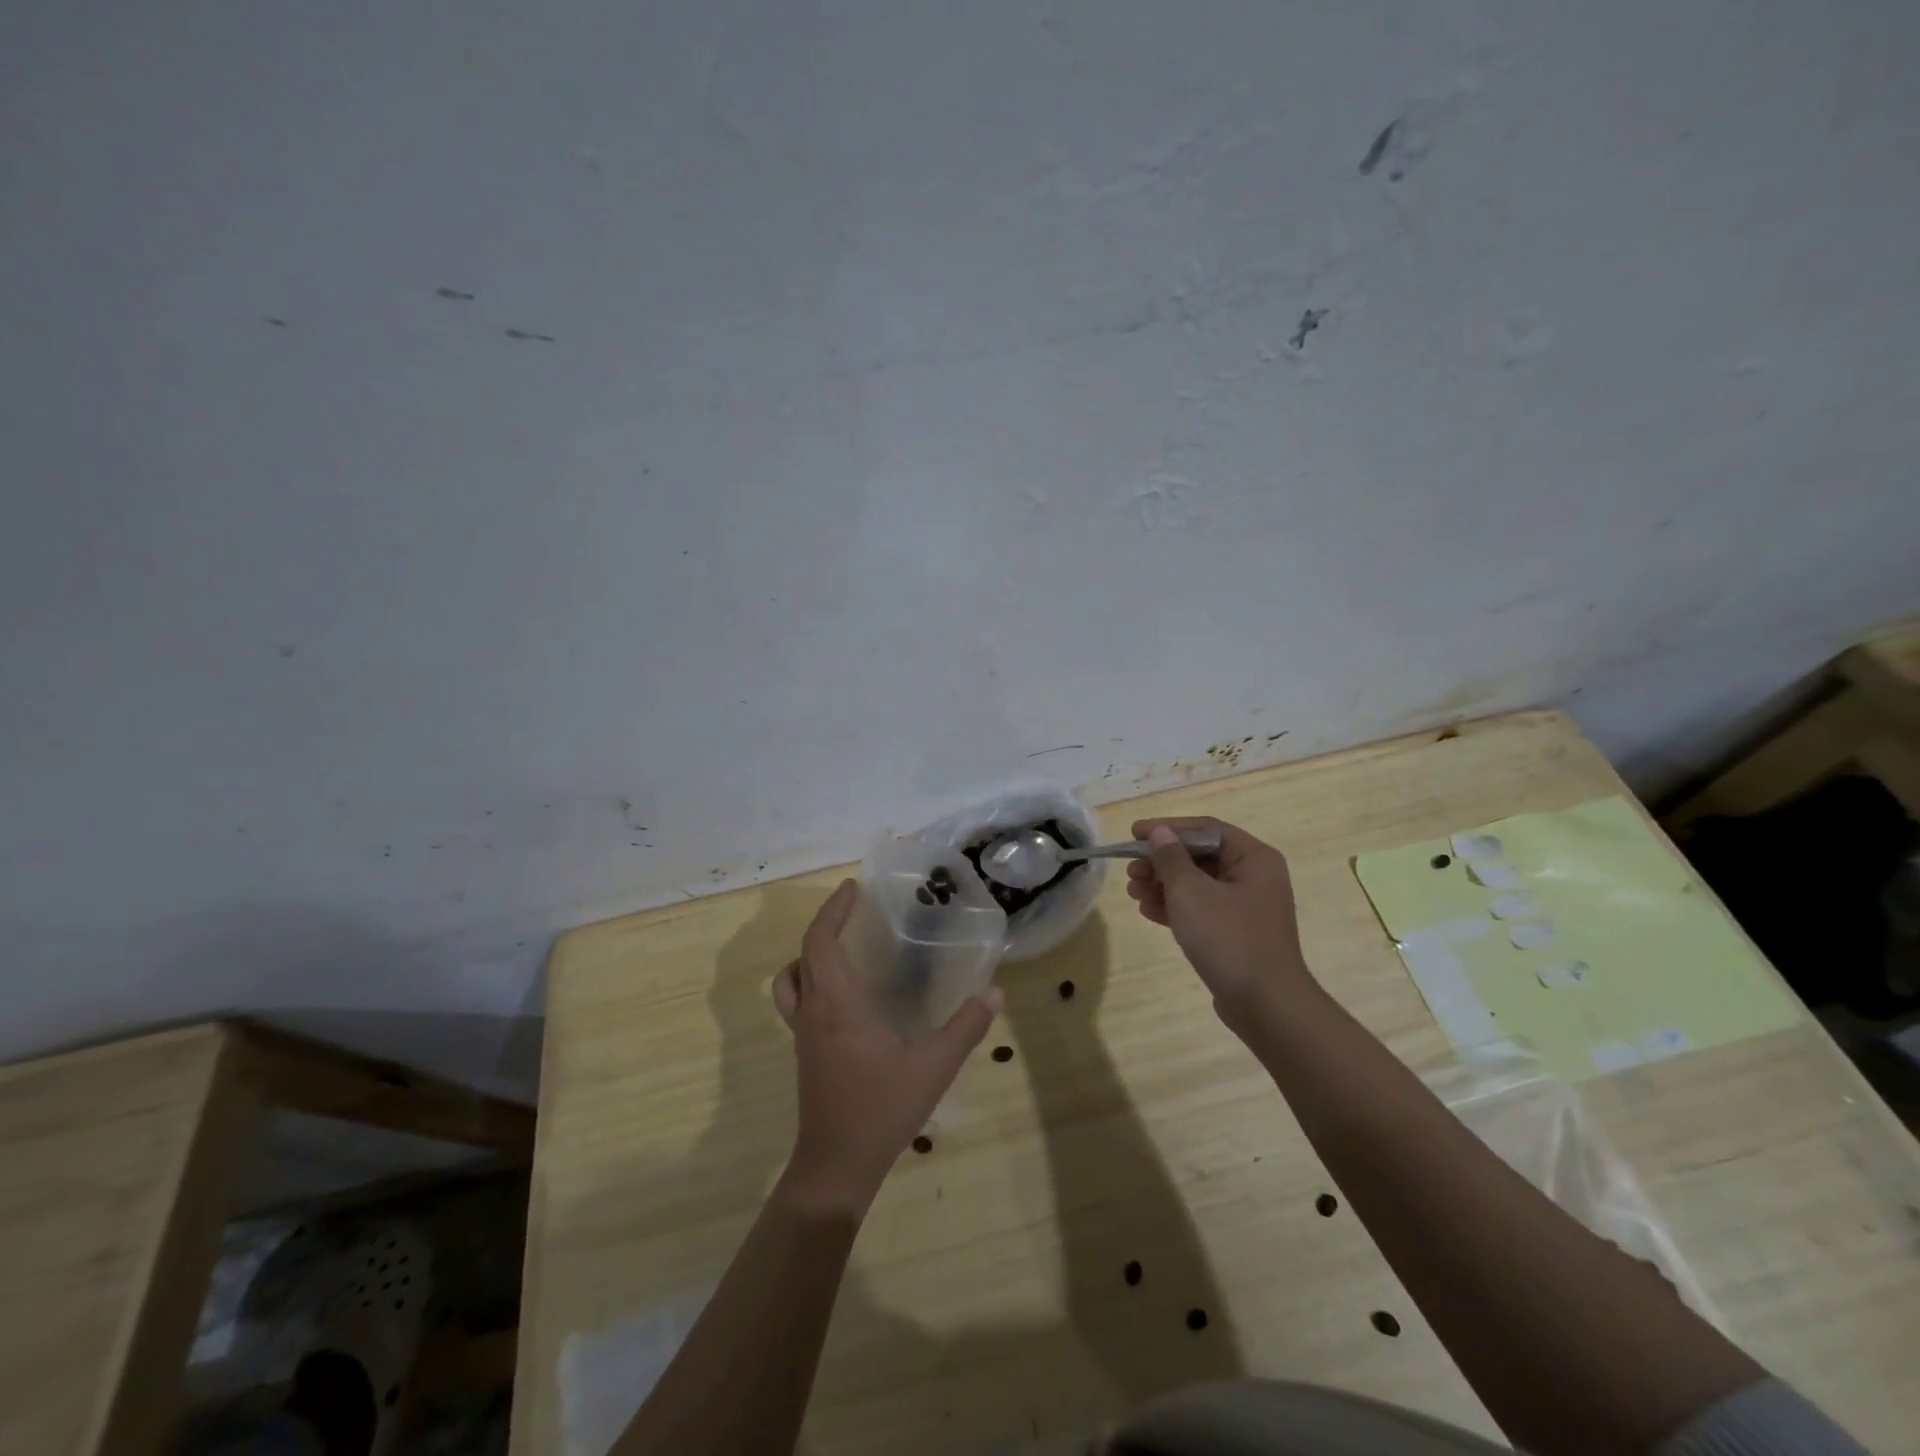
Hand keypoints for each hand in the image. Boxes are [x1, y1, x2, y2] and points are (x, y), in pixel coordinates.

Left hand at [772, 880, 1002, 1212]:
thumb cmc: (881, 1109)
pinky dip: (810, 980)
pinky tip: (843, 995)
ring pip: (791, 978)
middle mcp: (813, 1010)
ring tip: (842, 946)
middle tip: (855, 906)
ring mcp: (803, 1032)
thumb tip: (995, 992)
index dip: (833, 910)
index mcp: (837, 1003)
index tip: (853, 888)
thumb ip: (965, 1028)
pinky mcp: (804, 1050)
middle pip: (806, 952)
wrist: (836, 1164)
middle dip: (826, 922)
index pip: (821, 941)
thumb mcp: (933, 1068)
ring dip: (810, 953)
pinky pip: (797, 1000)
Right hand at [1125, 817, 1313, 1026]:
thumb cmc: (1228, 938)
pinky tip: (1148, 911)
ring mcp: (1247, 907)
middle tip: (1130, 871)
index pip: (1204, 829)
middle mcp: (1254, 876)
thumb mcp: (1190, 892)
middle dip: (1161, 862)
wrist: (1265, 1005)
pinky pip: (1202, 908)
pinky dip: (1176, 907)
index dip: (1167, 828)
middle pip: (1200, 856)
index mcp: (1253, 857)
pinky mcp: (1237, 933)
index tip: (1134, 834)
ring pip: (1198, 884)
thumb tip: (1159, 833)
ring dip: (1163, 884)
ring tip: (1133, 892)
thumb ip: (1170, 858)